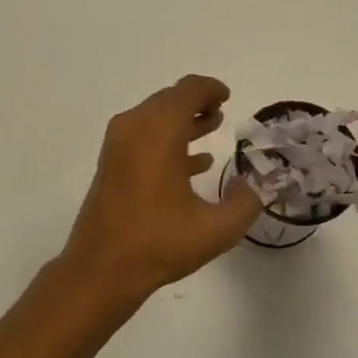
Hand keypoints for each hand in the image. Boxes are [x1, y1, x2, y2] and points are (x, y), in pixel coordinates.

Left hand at [60, 74, 264, 298]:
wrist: (101, 268)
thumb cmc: (158, 243)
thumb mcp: (216, 229)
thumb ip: (246, 202)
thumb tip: (256, 184)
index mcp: (158, 132)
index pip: (187, 91)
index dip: (210, 89)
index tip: (228, 97)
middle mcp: (134, 128)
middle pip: (168, 99)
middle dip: (197, 102)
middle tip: (222, 113)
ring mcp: (118, 145)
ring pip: (154, 118)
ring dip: (183, 120)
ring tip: (211, 128)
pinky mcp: (111, 163)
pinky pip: (143, 137)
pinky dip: (167, 139)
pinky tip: (192, 162)